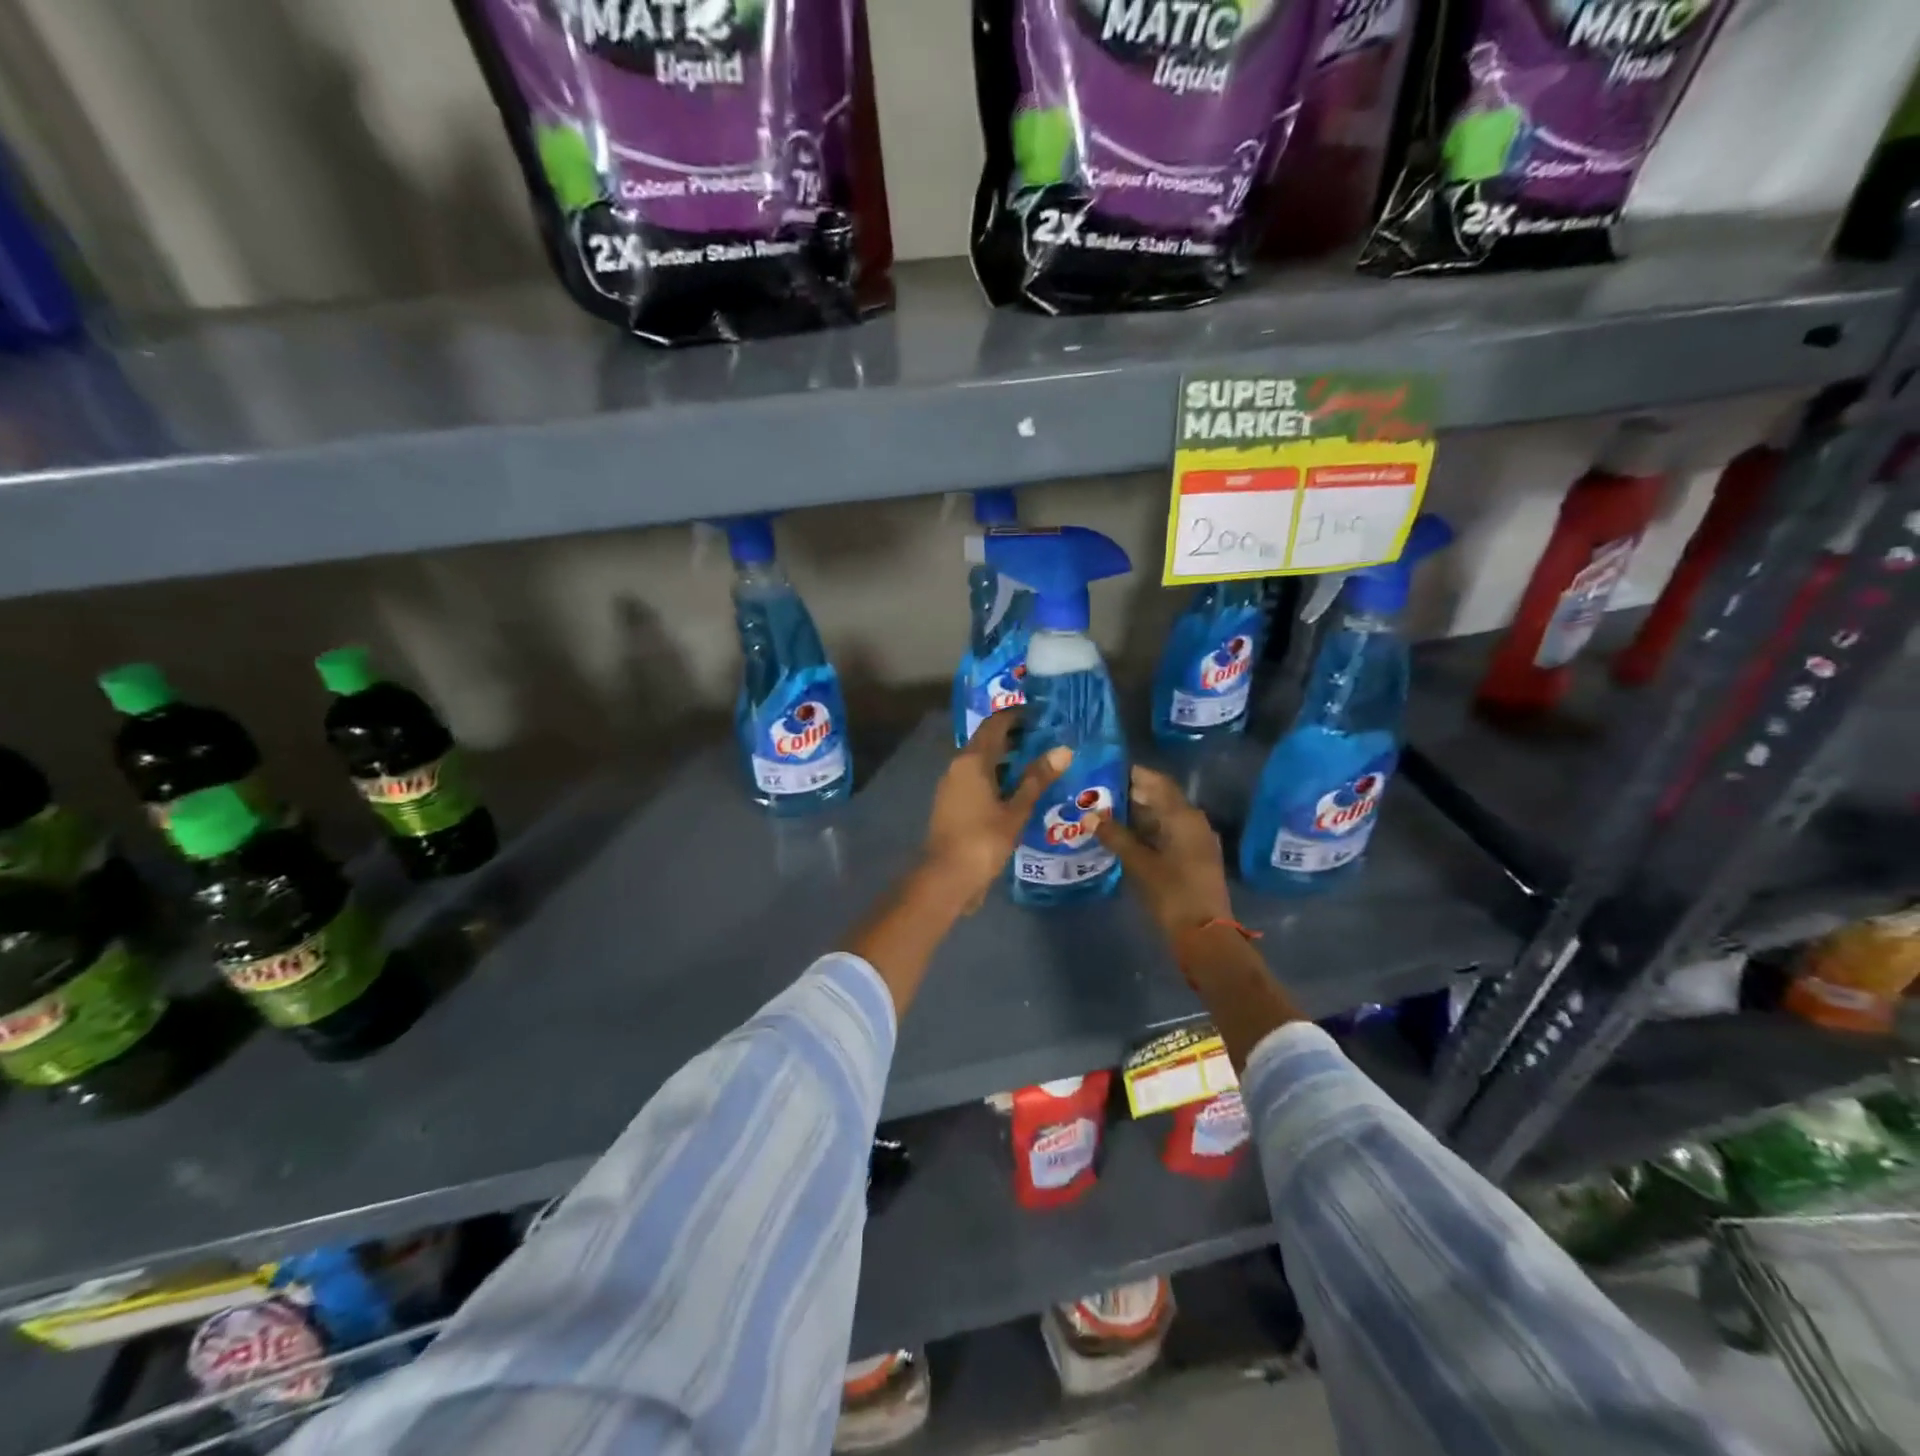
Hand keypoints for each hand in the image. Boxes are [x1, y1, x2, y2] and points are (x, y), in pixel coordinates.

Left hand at [922, 709, 1070, 908]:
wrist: (946, 877)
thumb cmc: (983, 840)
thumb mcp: (1016, 810)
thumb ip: (1037, 779)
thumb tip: (1063, 750)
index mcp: (972, 761)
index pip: (995, 725)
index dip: (1016, 716)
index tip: (1040, 714)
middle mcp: (957, 766)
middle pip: (986, 741)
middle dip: (1013, 737)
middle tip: (1045, 737)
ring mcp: (951, 785)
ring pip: (980, 761)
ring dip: (1005, 758)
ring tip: (1036, 762)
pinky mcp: (951, 803)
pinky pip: (976, 779)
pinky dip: (996, 776)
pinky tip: (1016, 789)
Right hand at [1092, 766, 1232, 941]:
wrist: (1205, 935)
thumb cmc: (1172, 894)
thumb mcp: (1139, 864)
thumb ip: (1115, 836)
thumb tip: (1090, 816)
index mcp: (1183, 816)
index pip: (1156, 781)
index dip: (1132, 774)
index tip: (1105, 770)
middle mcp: (1194, 821)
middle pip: (1161, 797)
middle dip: (1131, 794)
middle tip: (1099, 793)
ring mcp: (1196, 839)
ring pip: (1164, 816)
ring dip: (1138, 813)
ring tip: (1106, 813)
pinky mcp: (1194, 857)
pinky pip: (1168, 832)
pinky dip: (1148, 830)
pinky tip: (1125, 836)